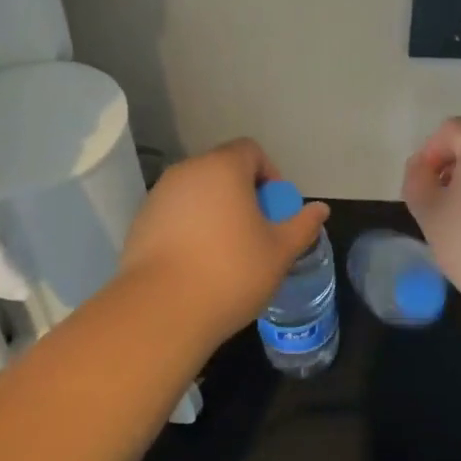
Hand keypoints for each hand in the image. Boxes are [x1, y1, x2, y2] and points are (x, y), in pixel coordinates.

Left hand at [119, 138, 329, 344]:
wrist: (161, 310)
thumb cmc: (231, 273)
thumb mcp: (279, 252)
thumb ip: (302, 225)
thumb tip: (320, 209)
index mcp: (223, 168)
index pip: (251, 150)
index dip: (270, 175)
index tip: (276, 210)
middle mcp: (187, 171)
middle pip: (222, 170)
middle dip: (243, 194)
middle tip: (257, 232)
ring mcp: (159, 195)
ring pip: (197, 192)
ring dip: (216, 211)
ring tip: (227, 251)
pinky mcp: (140, 221)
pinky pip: (175, 213)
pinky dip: (190, 227)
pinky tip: (197, 263)